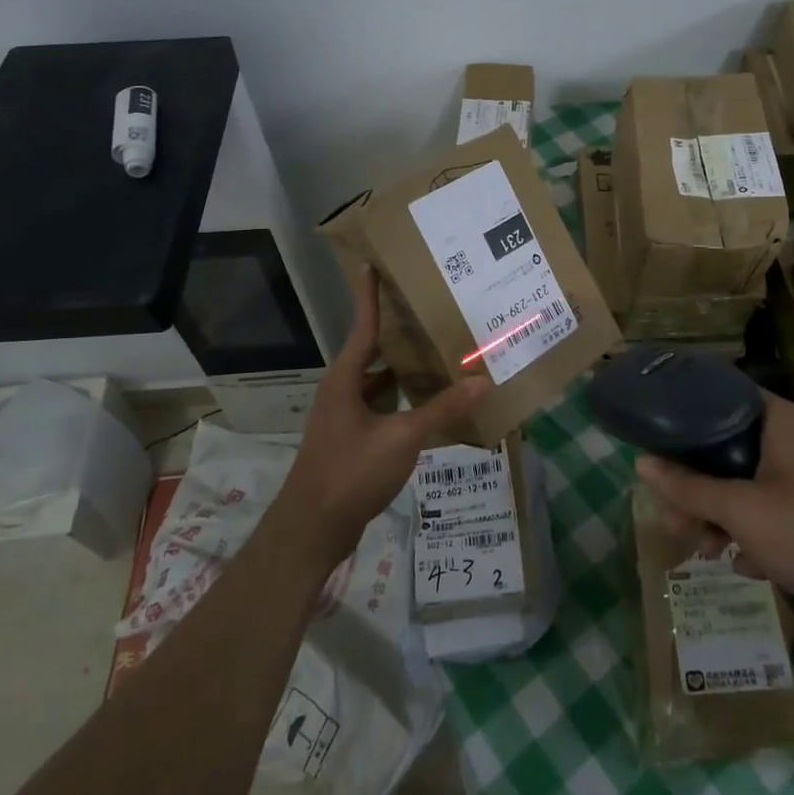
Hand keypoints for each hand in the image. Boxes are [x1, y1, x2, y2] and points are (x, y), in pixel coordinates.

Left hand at [272, 267, 488, 570]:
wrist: (311, 530)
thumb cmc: (350, 473)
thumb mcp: (401, 438)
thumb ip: (441, 409)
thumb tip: (482, 381)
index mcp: (345, 379)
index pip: (363, 324)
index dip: (370, 295)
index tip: (373, 264)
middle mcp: (343, 390)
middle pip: (373, 350)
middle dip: (400, 331)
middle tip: (432, 309)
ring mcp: (346, 417)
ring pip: (381, 382)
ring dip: (406, 369)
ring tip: (441, 351)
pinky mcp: (355, 440)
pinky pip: (385, 407)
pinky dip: (406, 400)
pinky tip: (433, 403)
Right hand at [634, 392, 793, 641]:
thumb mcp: (746, 514)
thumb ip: (691, 488)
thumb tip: (641, 461)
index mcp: (777, 420)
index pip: (714, 398)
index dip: (679, 424)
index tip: (655, 457)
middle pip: (728, 447)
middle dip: (697, 487)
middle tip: (678, 526)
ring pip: (753, 482)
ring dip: (724, 514)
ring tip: (708, 553)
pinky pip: (781, 508)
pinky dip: (758, 530)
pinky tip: (748, 565)